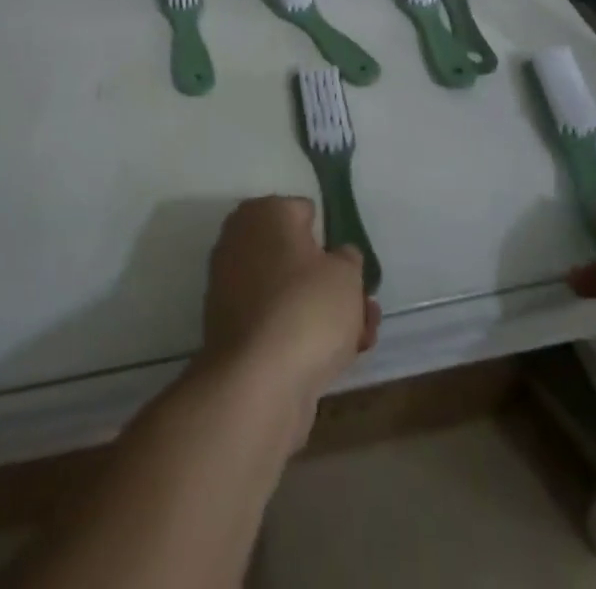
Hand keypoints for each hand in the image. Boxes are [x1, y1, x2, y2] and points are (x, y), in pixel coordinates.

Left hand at [202, 197, 379, 406]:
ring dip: (324, 312)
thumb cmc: (306, 308)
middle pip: (297, 256)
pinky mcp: (233, 330)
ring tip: (360, 337)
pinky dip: (301, 334)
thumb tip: (337, 258)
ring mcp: (232, 287)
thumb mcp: (346, 274)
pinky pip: (276, 320)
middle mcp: (240, 241)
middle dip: (331, 281)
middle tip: (362, 305)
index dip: (331, 238)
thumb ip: (348, 259)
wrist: (257, 383)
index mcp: (263, 213)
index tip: (349, 266)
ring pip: (290, 291)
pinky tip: (335, 359)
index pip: (304, 212)